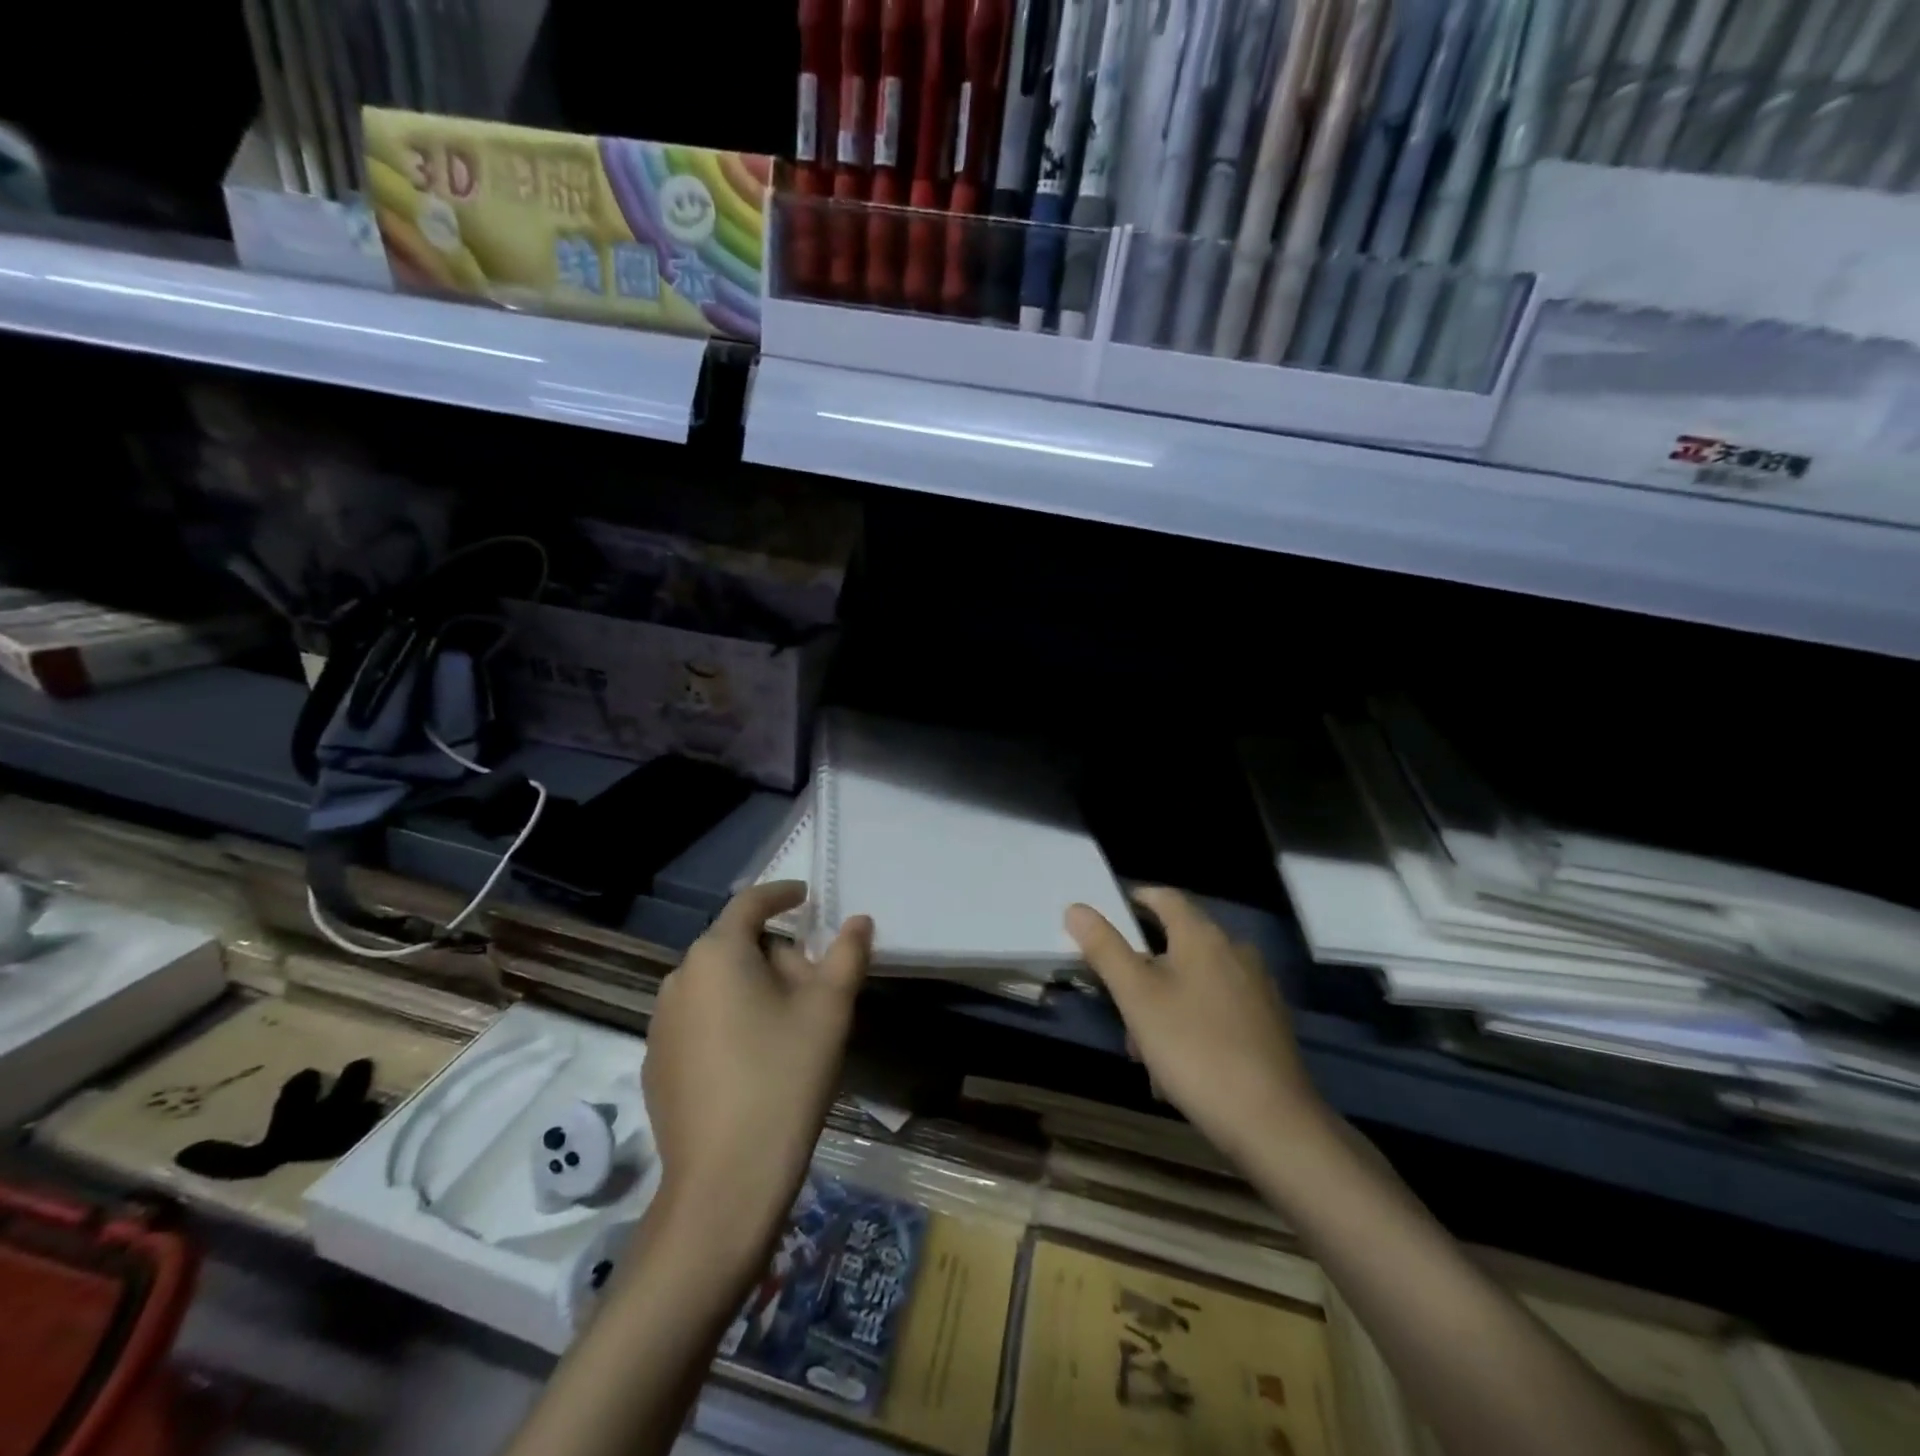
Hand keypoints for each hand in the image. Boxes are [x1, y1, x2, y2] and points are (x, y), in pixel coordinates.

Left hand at [643, 881, 871, 1255]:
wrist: (725, 1183)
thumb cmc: (783, 1078)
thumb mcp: (829, 1009)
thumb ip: (847, 954)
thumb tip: (858, 920)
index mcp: (716, 954)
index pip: (749, 903)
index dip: (781, 894)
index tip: (806, 896)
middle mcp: (678, 979)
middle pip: (735, 947)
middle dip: (777, 954)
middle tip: (816, 983)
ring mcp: (660, 1025)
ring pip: (717, 986)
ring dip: (753, 988)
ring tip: (790, 1025)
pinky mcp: (657, 1065)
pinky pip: (700, 1021)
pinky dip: (729, 1021)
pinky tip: (755, 1061)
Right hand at [1065, 888, 1327, 1165]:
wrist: (1272, 1121)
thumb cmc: (1194, 1048)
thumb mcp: (1136, 997)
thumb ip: (1105, 949)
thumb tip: (1077, 907)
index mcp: (1203, 936)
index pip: (1165, 897)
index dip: (1136, 899)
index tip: (1110, 916)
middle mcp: (1235, 951)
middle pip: (1178, 945)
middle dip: (1144, 972)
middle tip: (1120, 1007)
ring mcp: (1257, 988)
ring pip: (1196, 983)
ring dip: (1165, 1006)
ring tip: (1146, 1052)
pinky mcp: (1269, 1024)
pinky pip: (1218, 1010)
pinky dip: (1193, 1025)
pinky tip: (1180, 1068)